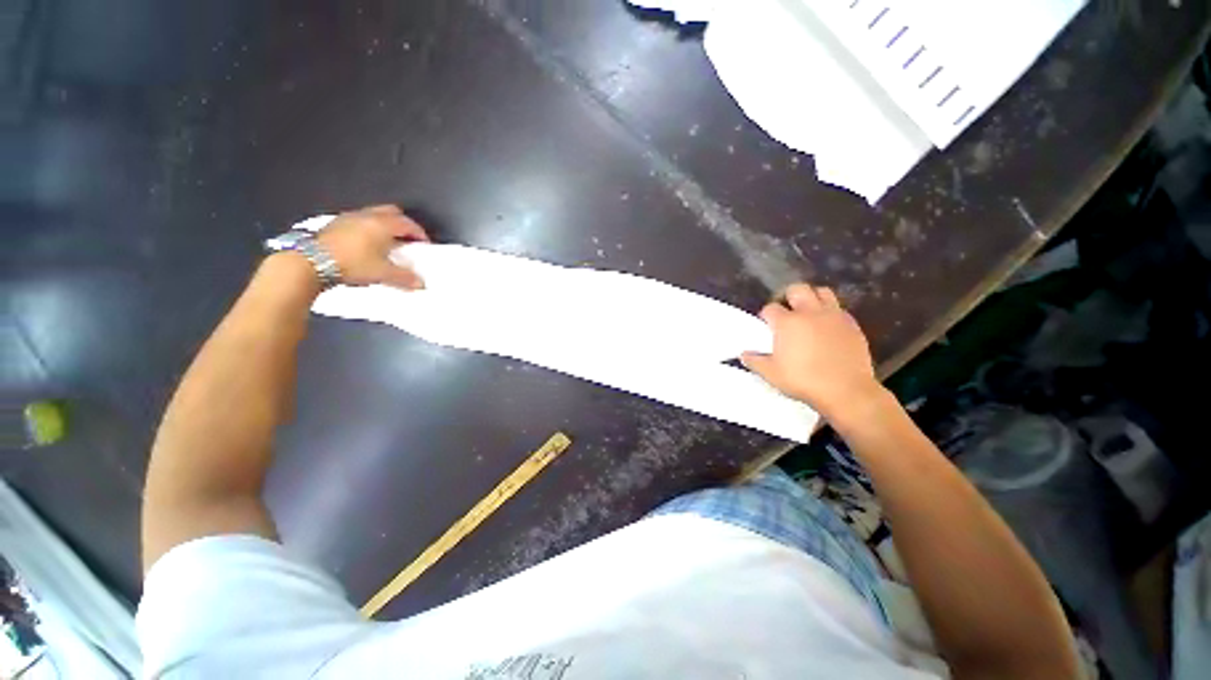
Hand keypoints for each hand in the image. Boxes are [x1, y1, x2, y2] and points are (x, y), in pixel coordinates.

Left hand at [316, 205, 429, 288]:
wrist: (311, 262)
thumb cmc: (350, 263)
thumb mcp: (383, 273)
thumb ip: (405, 278)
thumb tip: (419, 283)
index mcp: (382, 224)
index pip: (408, 223)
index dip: (419, 233)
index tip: (424, 243)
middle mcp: (367, 216)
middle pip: (391, 212)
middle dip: (403, 223)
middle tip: (408, 238)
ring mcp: (349, 218)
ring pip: (374, 215)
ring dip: (384, 225)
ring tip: (388, 242)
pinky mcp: (335, 225)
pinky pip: (358, 221)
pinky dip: (368, 228)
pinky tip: (367, 244)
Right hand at [742, 283, 882, 420]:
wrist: (846, 391)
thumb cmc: (803, 380)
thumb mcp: (771, 374)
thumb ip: (755, 361)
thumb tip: (744, 354)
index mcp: (787, 323)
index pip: (770, 308)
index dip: (766, 316)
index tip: (766, 326)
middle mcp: (810, 312)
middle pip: (797, 289)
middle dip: (788, 297)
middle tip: (786, 313)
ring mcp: (834, 316)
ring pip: (822, 292)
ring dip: (812, 298)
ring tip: (808, 313)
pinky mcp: (852, 324)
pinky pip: (839, 309)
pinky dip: (830, 313)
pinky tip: (827, 328)